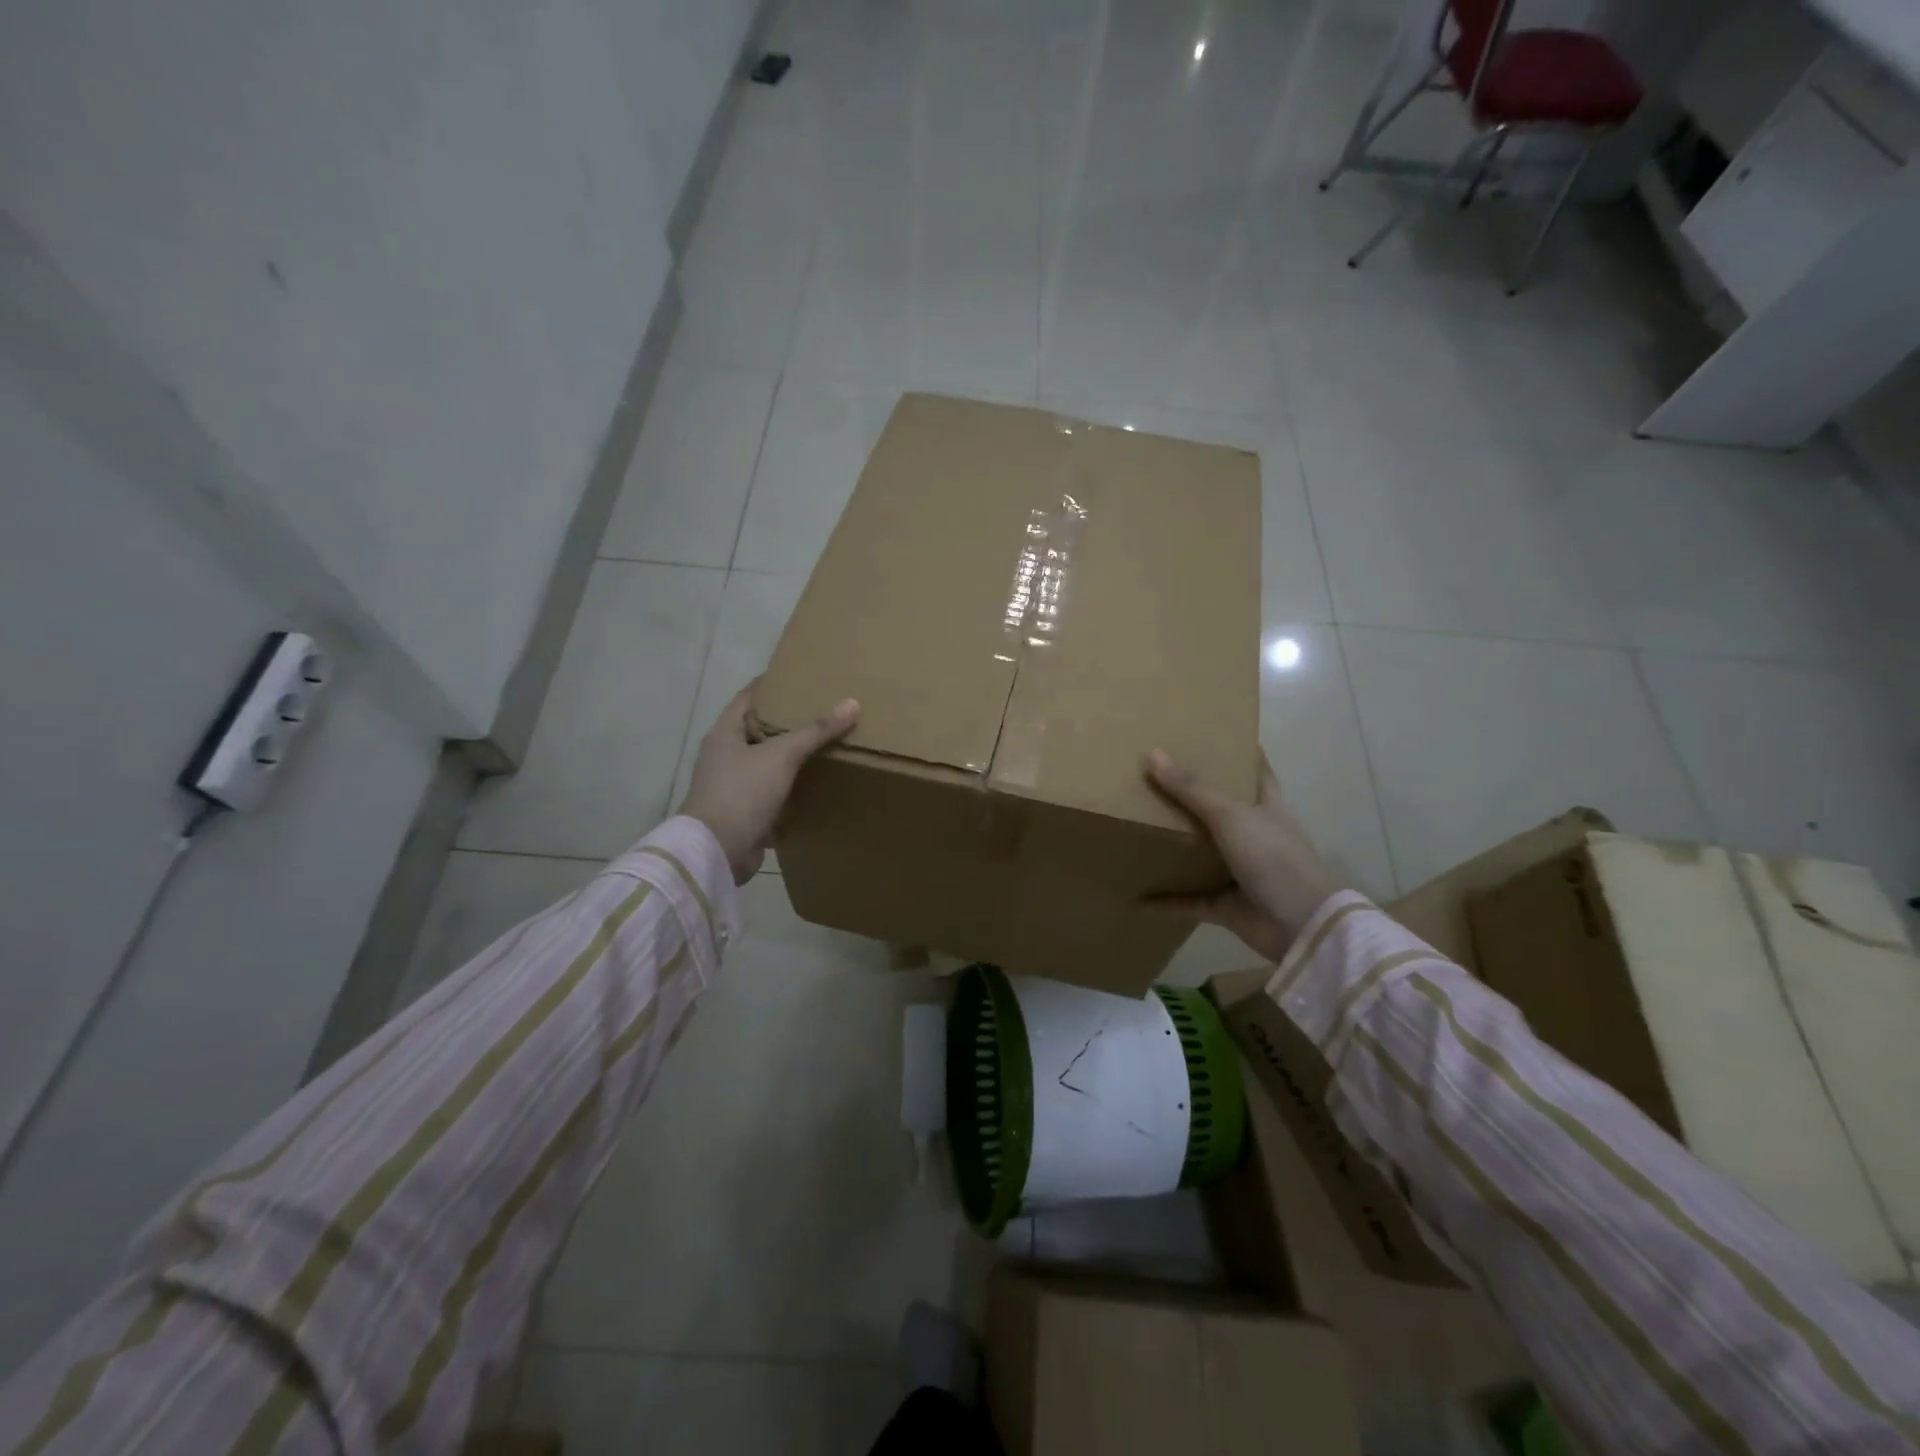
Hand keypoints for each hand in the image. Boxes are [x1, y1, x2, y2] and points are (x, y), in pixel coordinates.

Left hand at [679, 686, 859, 883]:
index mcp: (724, 734)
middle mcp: (724, 757)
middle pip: (758, 732)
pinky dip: (789, 794)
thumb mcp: (782, 755)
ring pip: (766, 766)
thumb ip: (816, 731)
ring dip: (790, 761)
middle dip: (787, 724)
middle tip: (822, 711)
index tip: (799, 677)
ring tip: (824, 748)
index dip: (771, 685)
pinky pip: (770, 798)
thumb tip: (852, 703)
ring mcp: (732, 788)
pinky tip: (814, 790)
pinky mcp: (743, 815)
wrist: (717, 852)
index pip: (748, 697)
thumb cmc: (742, 792)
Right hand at [1146, 749, 1339, 962]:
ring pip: (1204, 854)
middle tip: (1157, 775)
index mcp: (1266, 807)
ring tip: (1141, 826)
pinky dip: (1167, 900)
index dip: (1242, 752)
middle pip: (1222, 810)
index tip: (1217, 733)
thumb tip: (1153, 753)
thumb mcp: (1232, 816)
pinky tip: (1139, 896)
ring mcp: (1240, 872)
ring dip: (1179, 846)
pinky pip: (1190, 900)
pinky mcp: (1226, 905)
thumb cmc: (1274, 859)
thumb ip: (1193, 789)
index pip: (1257, 771)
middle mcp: (1254, 836)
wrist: (1301, 926)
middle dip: (1195, 796)